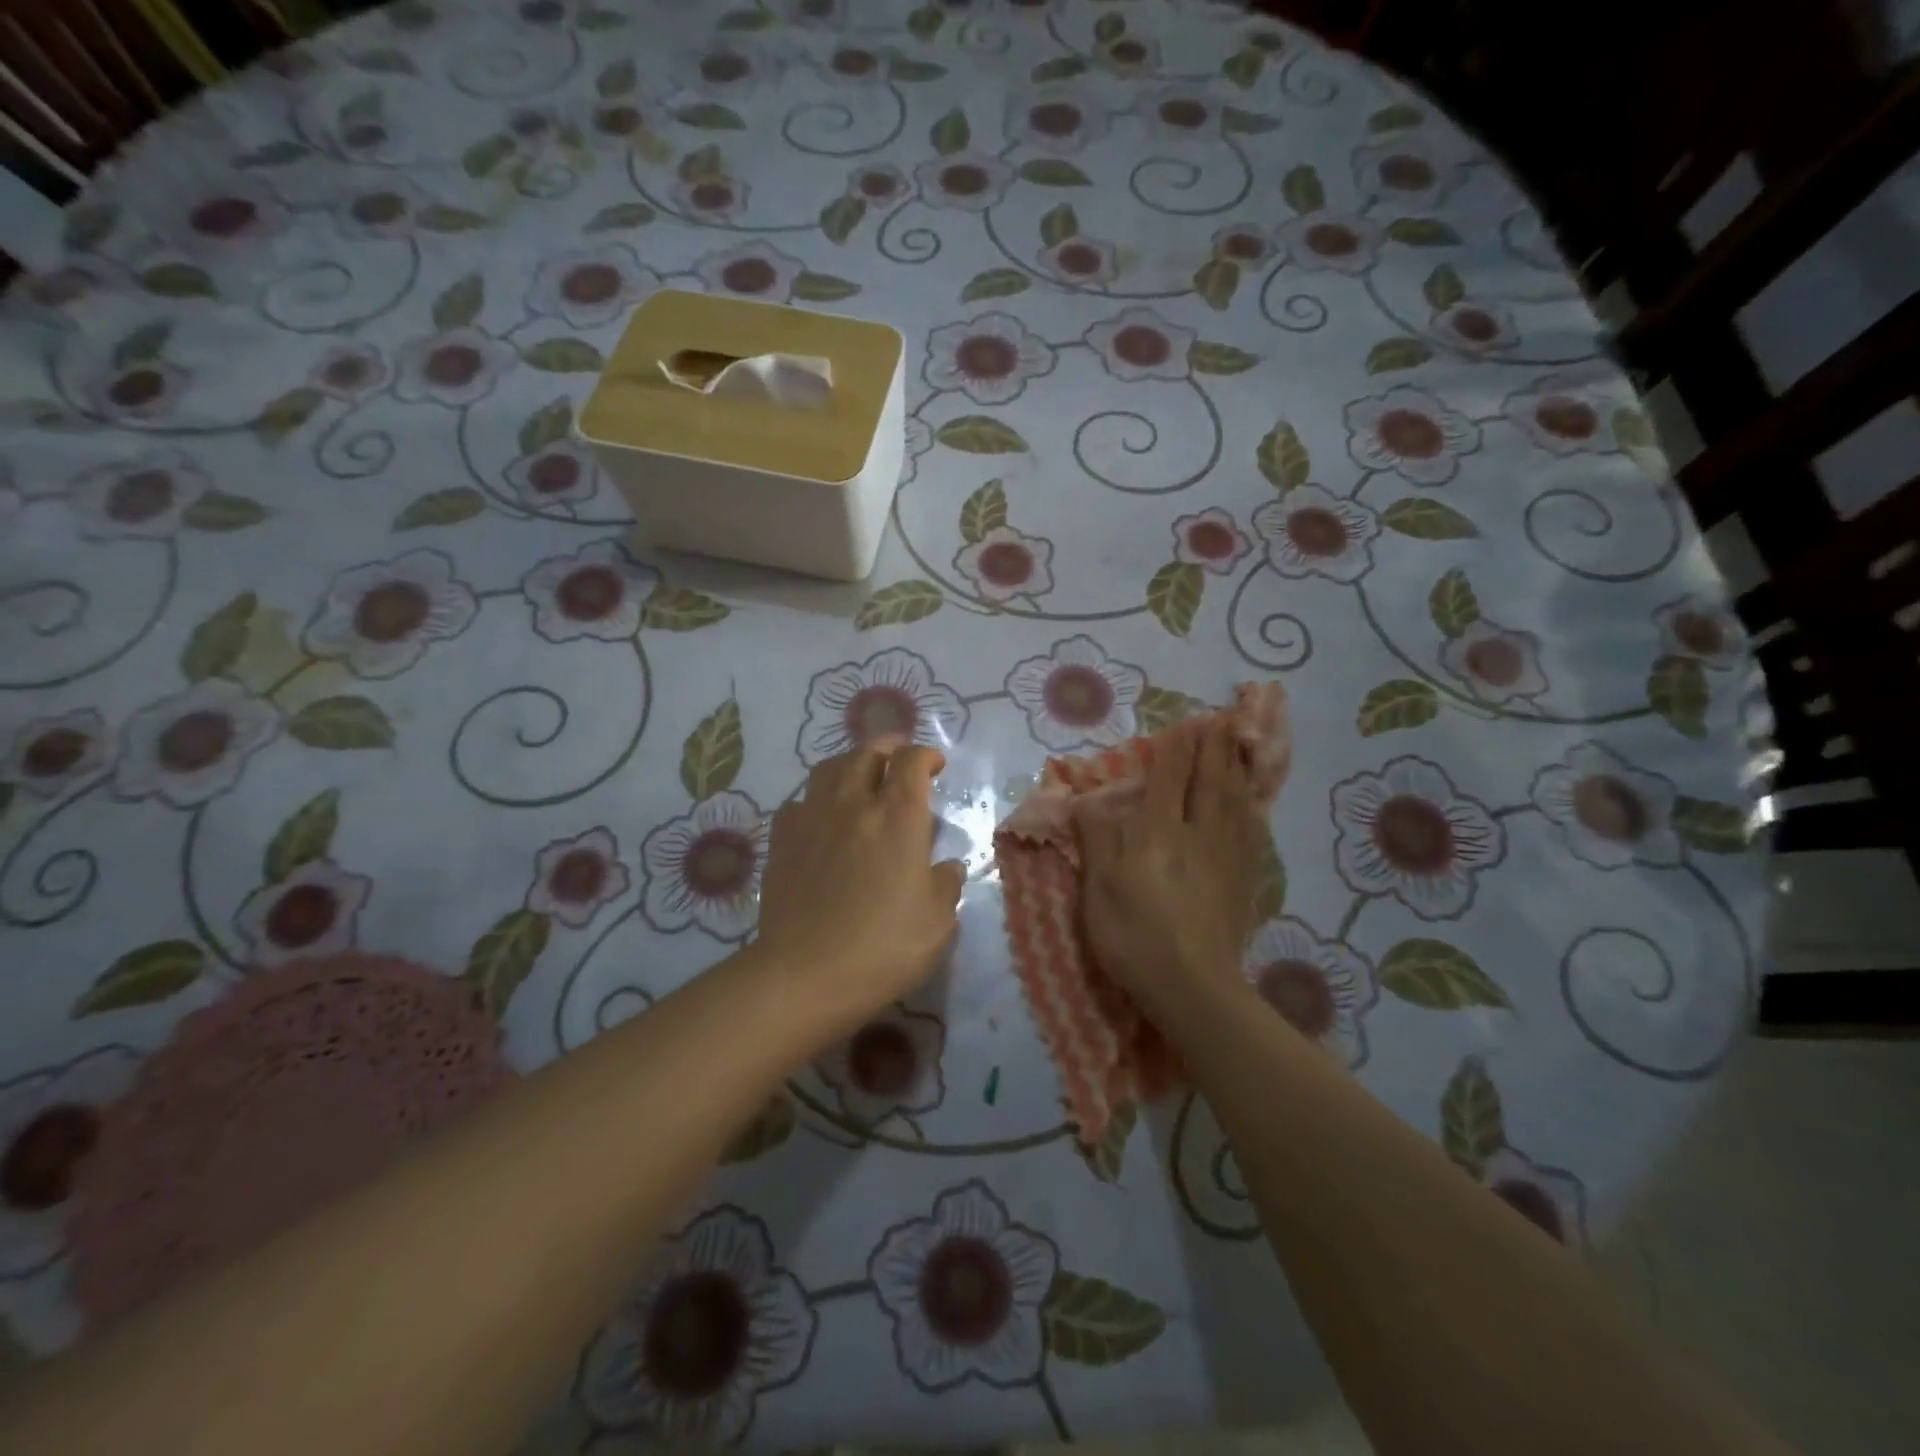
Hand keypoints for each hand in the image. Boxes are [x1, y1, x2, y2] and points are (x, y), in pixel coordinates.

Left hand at [757, 740, 964, 1029]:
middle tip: (899, 757)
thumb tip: (947, 868)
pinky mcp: (782, 840)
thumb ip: (946, 886)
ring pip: (829, 768)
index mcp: (899, 816)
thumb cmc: (884, 947)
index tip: (936, 765)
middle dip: (888, 747)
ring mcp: (813, 818)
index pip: (912, 761)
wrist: (806, 974)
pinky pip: (800, 802)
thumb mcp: (938, 923)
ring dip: (850, 764)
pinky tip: (822, 818)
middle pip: (867, 752)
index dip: (926, 755)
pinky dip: (816, 799)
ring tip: (860, 777)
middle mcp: (855, 803)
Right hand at [1075, 724, 1265, 1018]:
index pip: (1168, 778)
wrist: (1192, 986)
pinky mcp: (1242, 879)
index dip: (1176, 749)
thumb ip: (1097, 839)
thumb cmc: (1134, 935)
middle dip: (1213, 748)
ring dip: (1235, 769)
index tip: (1185, 723)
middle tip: (1221, 721)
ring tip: (1240, 747)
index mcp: (1157, 832)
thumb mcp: (1098, 888)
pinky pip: (1251, 830)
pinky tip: (1253, 803)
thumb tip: (1089, 802)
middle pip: (1209, 781)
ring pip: (1235, 800)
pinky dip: (1251, 807)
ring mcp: (1225, 856)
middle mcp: (1197, 833)